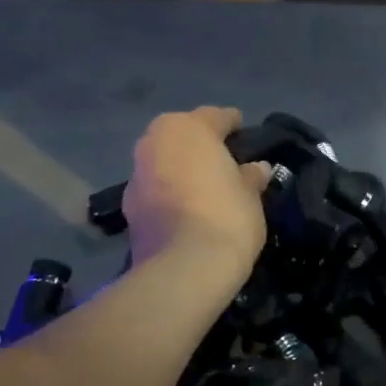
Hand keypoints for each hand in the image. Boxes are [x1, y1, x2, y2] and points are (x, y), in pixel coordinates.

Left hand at [121, 108, 271, 275]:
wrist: (184, 268)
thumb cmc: (226, 216)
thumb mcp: (251, 194)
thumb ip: (251, 176)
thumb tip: (257, 168)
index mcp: (187, 128)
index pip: (216, 117)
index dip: (234, 125)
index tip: (245, 134)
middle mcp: (155, 142)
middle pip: (183, 135)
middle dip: (201, 145)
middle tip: (225, 161)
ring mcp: (137, 174)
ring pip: (166, 162)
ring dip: (182, 169)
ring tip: (207, 187)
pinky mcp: (129, 206)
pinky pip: (157, 189)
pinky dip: (171, 193)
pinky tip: (189, 209)